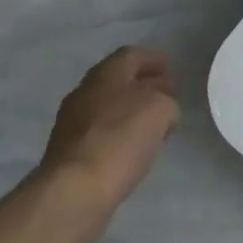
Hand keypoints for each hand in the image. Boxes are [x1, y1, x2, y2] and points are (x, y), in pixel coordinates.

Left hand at [40, 47, 179, 218]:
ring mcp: (74, 121)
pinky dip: (122, 132)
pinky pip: (103, 131)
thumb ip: (166, 102)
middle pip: (119, 80)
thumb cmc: (121, 139)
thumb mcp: (160, 110)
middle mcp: (85, 92)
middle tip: (169, 95)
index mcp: (105, 74)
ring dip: (133, 109)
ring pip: (110, 106)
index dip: (153, 59)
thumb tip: (162, 109)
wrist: (76, 188)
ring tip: (157, 123)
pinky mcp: (72, 149)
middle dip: (145, 85)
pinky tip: (136, 146)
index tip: (171, 68)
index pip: (132, 55)